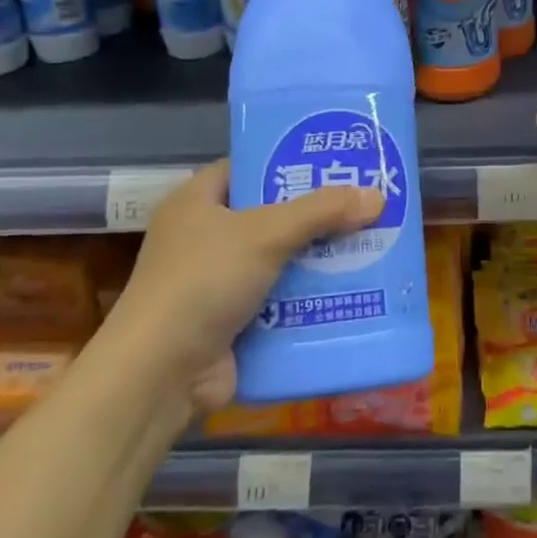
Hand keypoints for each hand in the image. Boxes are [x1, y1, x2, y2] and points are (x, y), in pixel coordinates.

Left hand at [117, 161, 381, 410]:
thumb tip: (378, 195)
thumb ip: (321, 211)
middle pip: (272, 214)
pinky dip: (310, 297)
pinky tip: (354, 289)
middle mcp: (204, 237)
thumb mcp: (265, 234)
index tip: (336, 161)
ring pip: (281, 259)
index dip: (290, 161)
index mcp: (197, 202)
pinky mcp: (232, 322)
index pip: (249, 168)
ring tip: (373, 243)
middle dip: (317, 213)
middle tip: (367, 202)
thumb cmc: (202, 283)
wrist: (159, 376)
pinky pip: (281, 299)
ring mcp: (217, 282)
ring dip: (320, 258)